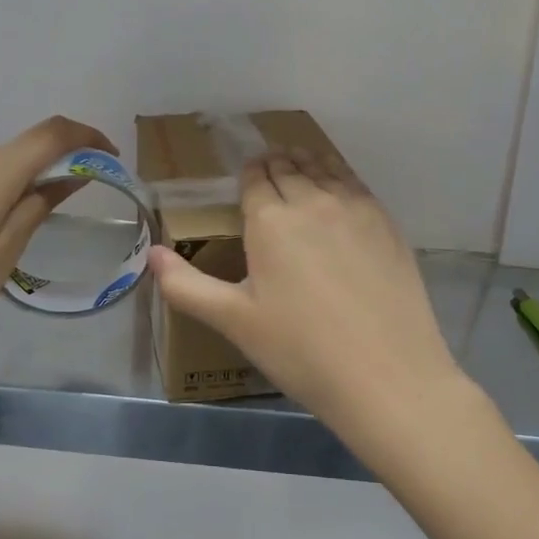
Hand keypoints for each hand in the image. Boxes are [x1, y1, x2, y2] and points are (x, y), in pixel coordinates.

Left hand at [0, 115, 112, 369]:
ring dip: (34, 177)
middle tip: (86, 195)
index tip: (111, 158)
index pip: (50, 134)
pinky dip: (8, 190)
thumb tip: (71, 175)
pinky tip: (10, 224)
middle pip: (25, 147)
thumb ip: (39, 205)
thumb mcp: (5, 251)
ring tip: (51, 215)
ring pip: (3, 165)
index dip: (86, 137)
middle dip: (62, 160)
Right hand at [147, 150, 469, 470]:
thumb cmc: (301, 351)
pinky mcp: (387, 222)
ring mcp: (355, 208)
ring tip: (298, 164)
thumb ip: (186, 286)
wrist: (387, 376)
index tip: (244, 178)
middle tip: (267, 170)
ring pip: (323, 167)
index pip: (254, 177)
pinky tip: (337, 189)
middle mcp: (312, 200)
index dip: (247, 174)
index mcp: (270, 219)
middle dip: (273, 164)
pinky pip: (355, 182)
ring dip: (305, 162)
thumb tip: (151, 254)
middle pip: (288, 166)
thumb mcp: (234, 322)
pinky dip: (338, 175)